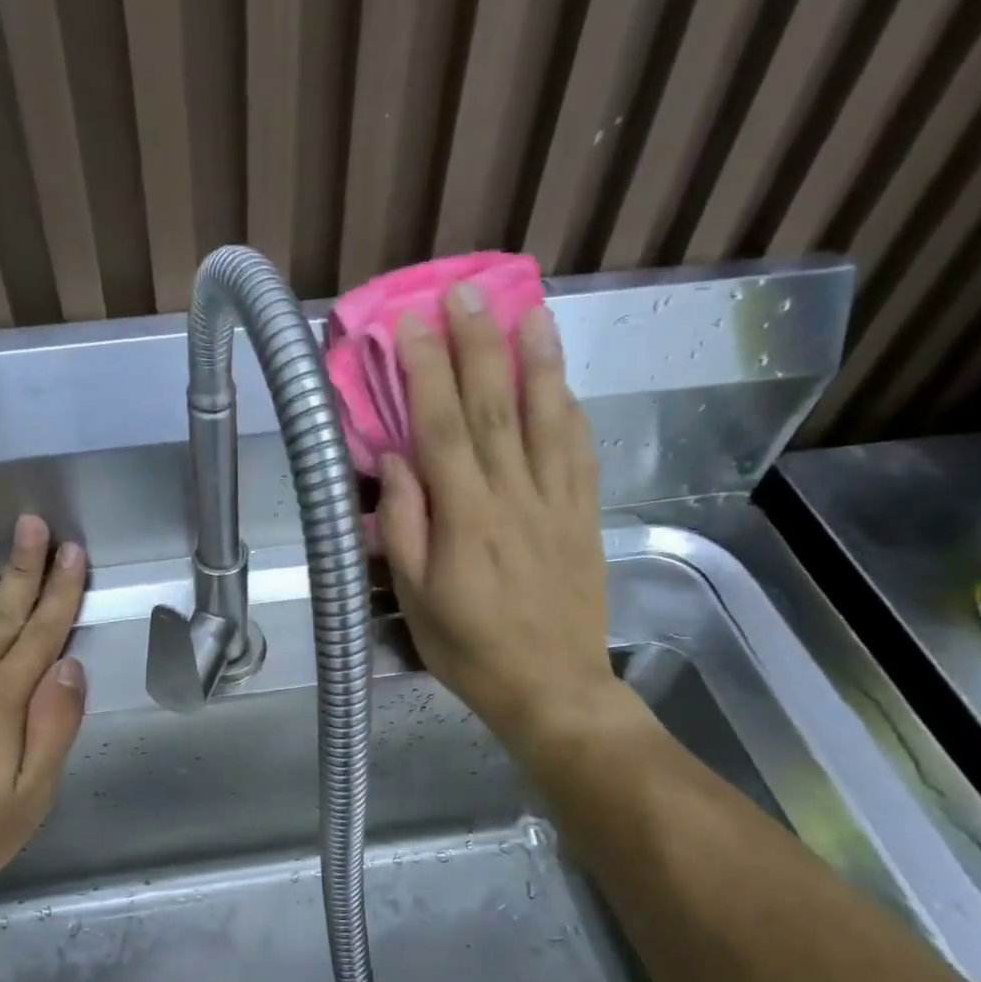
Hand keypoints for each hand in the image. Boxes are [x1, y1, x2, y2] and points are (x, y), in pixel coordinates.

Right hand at [376, 285, 632, 754]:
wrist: (550, 687)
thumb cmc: (469, 650)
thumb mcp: (417, 600)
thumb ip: (406, 528)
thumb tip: (397, 464)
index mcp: (465, 519)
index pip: (442, 429)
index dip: (426, 372)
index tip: (414, 325)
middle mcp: (514, 498)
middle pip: (495, 408)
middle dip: (478, 347)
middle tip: (466, 294)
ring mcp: (556, 503)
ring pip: (547, 418)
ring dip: (536, 360)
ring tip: (529, 310)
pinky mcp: (583, 516)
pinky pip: (579, 451)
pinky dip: (570, 409)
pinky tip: (563, 381)